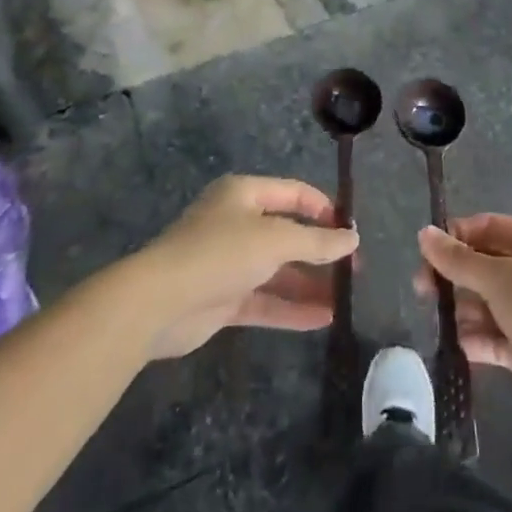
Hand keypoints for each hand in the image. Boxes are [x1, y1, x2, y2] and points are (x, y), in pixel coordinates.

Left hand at [131, 175, 358, 360]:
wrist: (157, 303)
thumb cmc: (220, 253)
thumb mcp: (275, 239)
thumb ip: (317, 241)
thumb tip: (353, 239)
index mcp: (244, 194)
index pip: (293, 193)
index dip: (324, 209)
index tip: (350, 231)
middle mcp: (236, 223)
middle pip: (287, 234)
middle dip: (320, 251)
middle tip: (354, 269)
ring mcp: (229, 263)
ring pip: (278, 270)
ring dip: (309, 283)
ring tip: (345, 298)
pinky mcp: (223, 300)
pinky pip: (265, 300)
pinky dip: (292, 308)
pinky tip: (324, 318)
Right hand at [415, 214, 511, 426]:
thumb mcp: (498, 278)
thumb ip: (458, 259)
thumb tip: (424, 234)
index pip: (492, 228)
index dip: (459, 235)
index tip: (429, 251)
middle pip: (487, 266)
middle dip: (456, 277)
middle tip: (424, 290)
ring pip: (490, 304)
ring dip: (466, 311)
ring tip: (450, 323)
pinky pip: (498, 337)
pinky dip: (480, 340)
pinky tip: (465, 346)